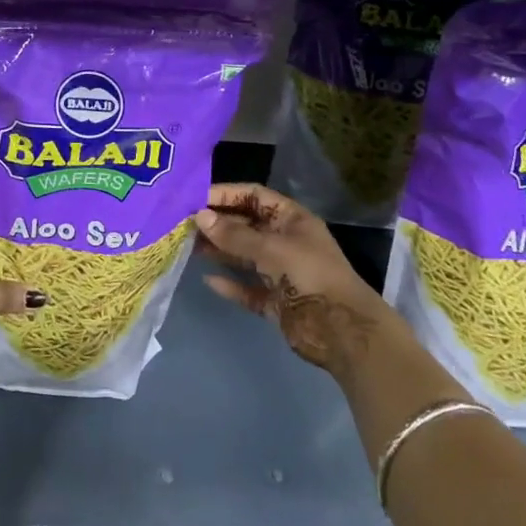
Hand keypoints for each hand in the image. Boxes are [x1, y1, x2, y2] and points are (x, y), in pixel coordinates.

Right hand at [195, 183, 396, 376]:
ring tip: (189, 248)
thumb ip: (235, 235)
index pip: (253, 196)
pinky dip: (230, 284)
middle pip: (246, 225)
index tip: (195, 199)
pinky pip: (248, 288)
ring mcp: (280, 272)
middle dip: (217, 224)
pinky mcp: (275, 301)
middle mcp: (284, 241)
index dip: (226, 195)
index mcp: (291, 219)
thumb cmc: (310, 275)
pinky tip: (209, 280)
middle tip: (184, 225)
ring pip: (244, 256)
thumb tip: (200, 217)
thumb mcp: (271, 248)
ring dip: (219, 252)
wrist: (342, 330)